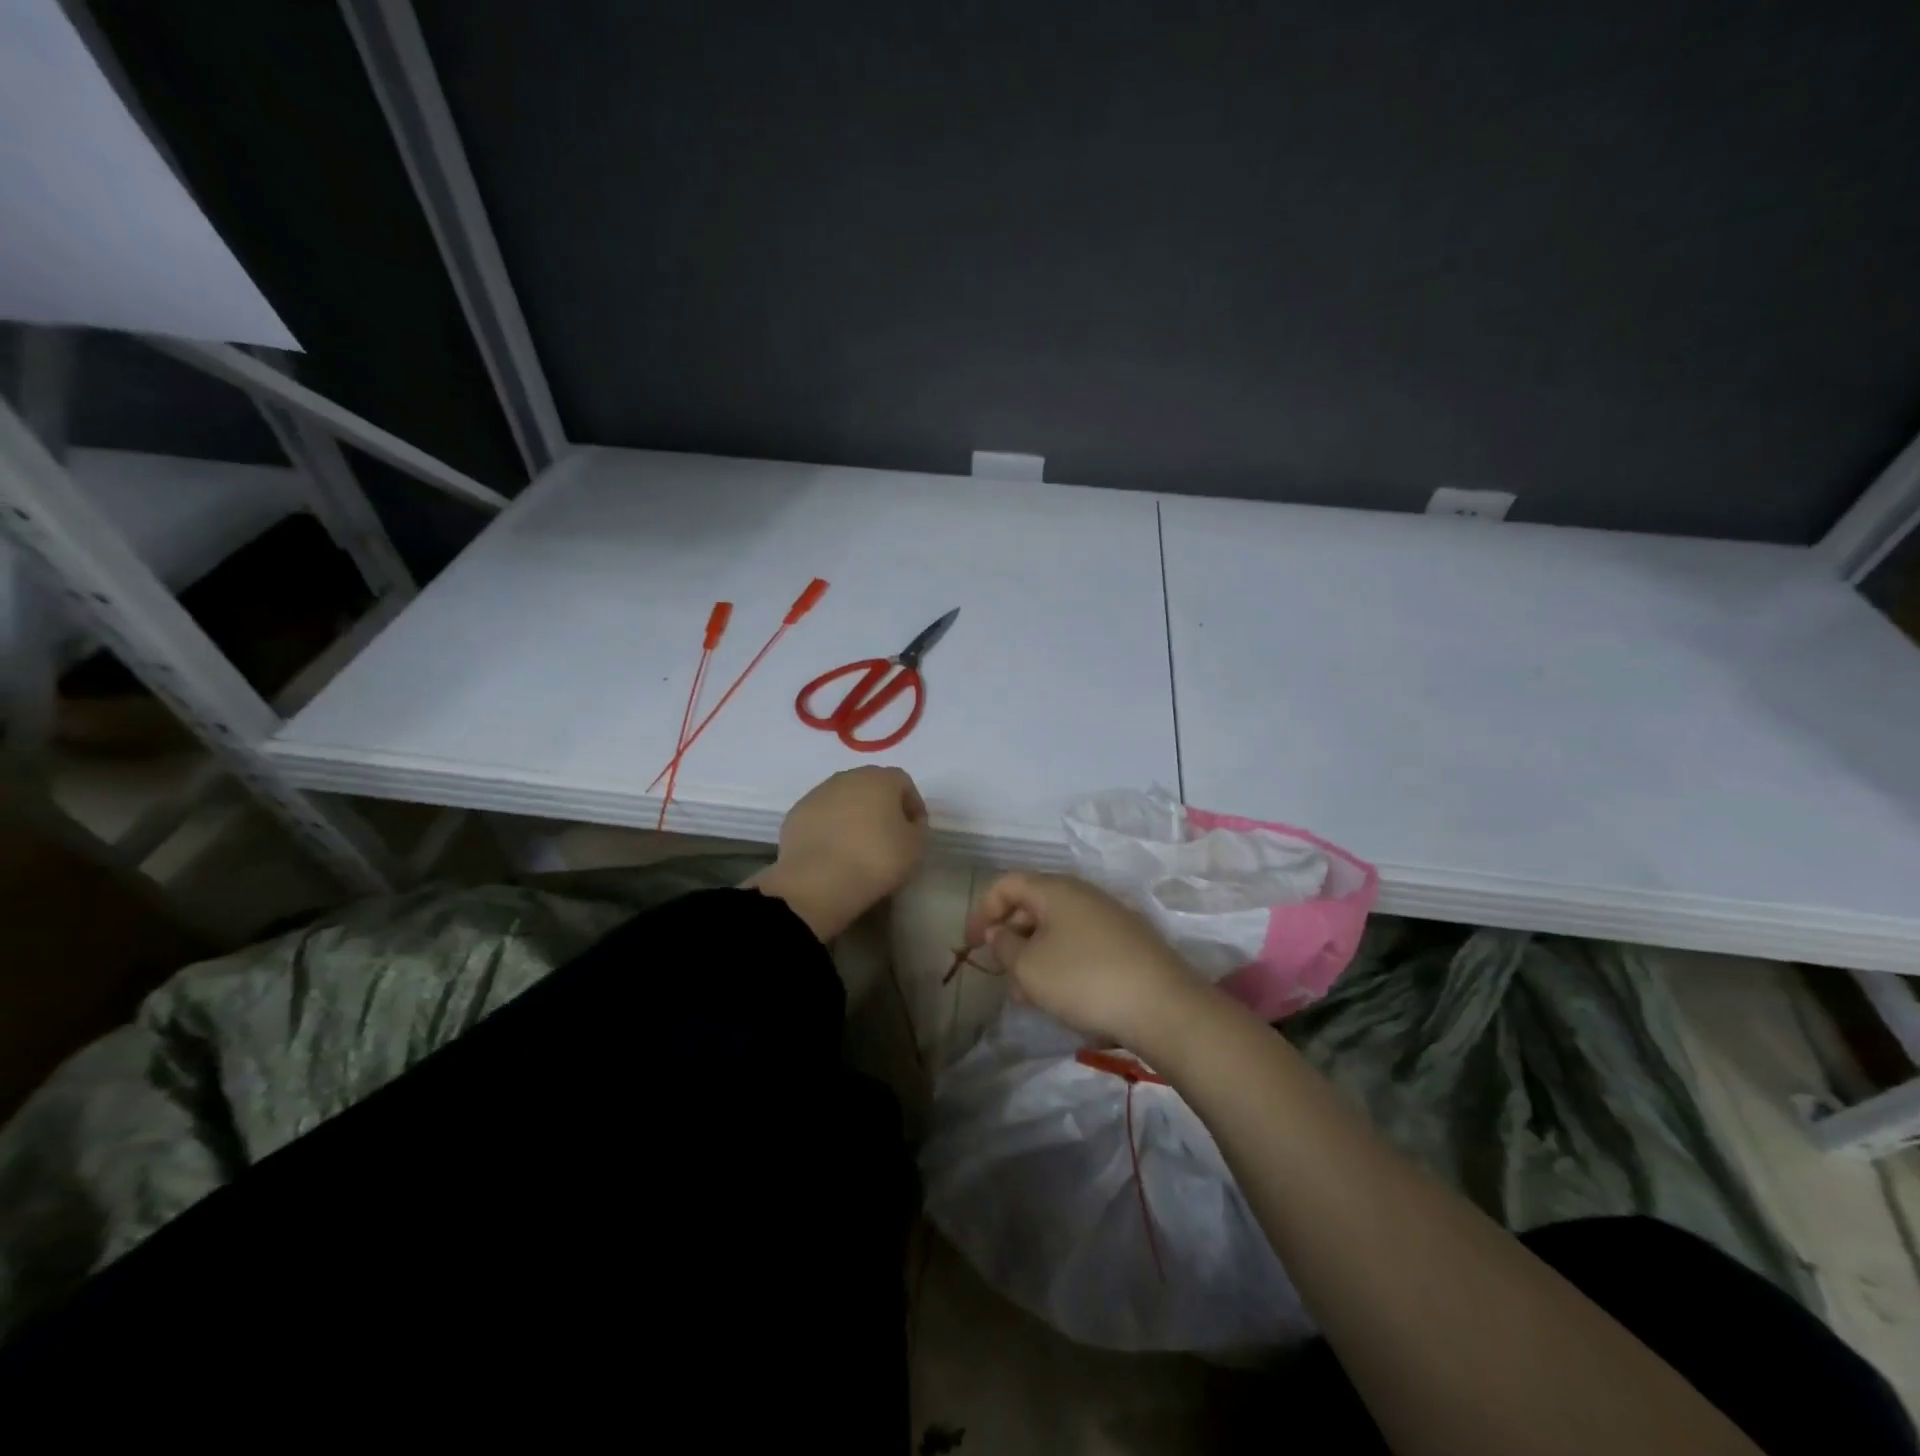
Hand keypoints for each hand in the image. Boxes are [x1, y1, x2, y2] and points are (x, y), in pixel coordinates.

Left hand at [752, 766, 928, 939]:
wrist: (818, 881)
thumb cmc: (875, 859)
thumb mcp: (914, 847)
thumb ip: (917, 827)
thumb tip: (909, 821)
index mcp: (880, 779)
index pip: (903, 782)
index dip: (912, 804)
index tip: (914, 829)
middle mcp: (847, 777)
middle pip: (871, 785)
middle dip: (881, 805)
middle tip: (887, 834)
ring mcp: (818, 793)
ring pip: (843, 798)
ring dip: (853, 814)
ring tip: (857, 845)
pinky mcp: (796, 813)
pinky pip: (821, 815)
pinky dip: (830, 827)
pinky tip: (833, 851)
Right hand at [967, 872, 1204, 1048]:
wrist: (1163, 1006)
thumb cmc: (1083, 979)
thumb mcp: (1029, 966)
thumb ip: (1003, 945)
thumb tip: (998, 931)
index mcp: (1055, 889)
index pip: (1007, 883)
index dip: (982, 910)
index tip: (971, 945)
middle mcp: (1082, 894)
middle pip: (1032, 905)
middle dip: (1010, 938)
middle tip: (1001, 974)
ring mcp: (1109, 917)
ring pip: (1057, 930)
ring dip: (1034, 957)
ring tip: (1028, 996)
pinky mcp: (1127, 943)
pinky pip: (1080, 944)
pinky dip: (1061, 964)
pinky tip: (1062, 997)